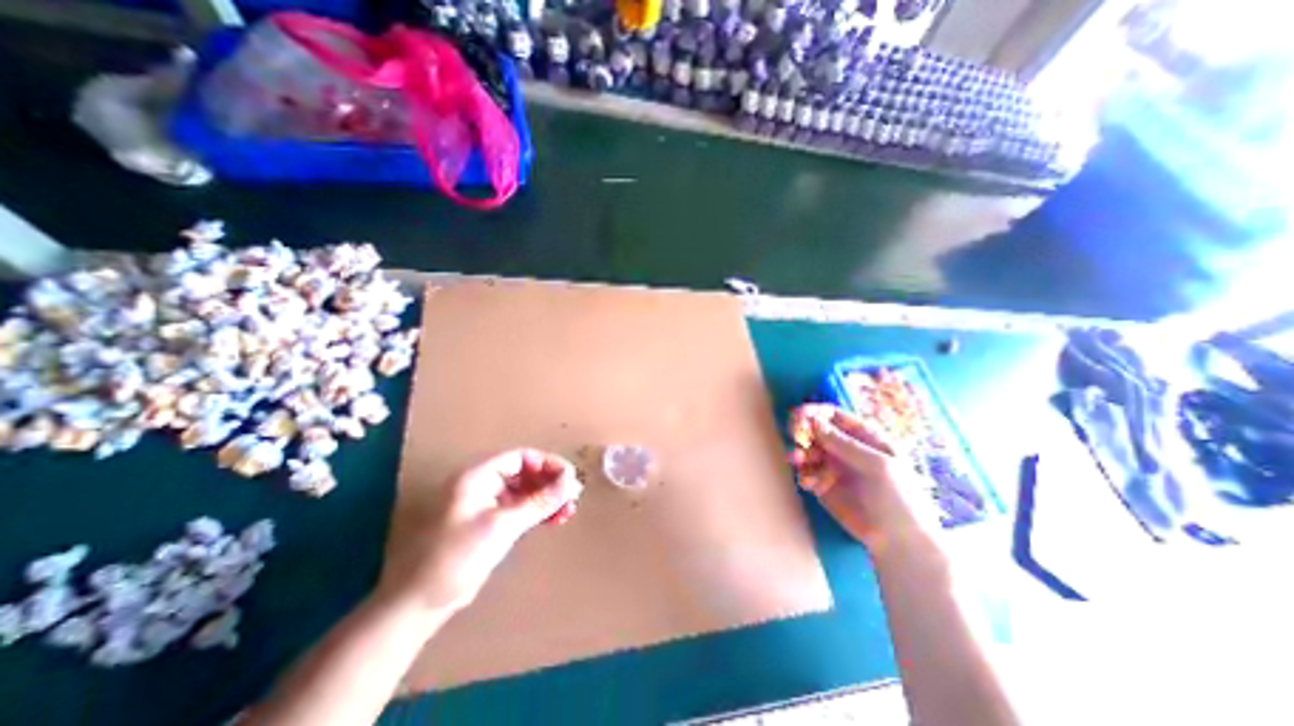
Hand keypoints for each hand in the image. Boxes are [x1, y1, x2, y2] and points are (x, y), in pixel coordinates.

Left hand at [377, 447, 583, 616]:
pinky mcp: (488, 523)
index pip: (521, 457)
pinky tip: (554, 519)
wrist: (419, 603)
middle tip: (573, 497)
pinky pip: (519, 508)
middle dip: (550, 483)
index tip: (570, 478)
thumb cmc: (457, 556)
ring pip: (524, 491)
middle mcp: (482, 484)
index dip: (547, 463)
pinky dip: (537, 512)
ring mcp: (485, 504)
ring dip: (547, 498)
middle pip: (525, 472)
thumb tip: (571, 482)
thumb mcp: (503, 526)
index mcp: (478, 475)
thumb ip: (539, 502)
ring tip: (568, 510)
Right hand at [788, 401, 940, 548]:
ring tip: (797, 461)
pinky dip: (803, 474)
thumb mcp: (877, 465)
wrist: (899, 542)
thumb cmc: (898, 498)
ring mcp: (833, 466)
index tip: (797, 417)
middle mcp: (845, 448)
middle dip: (802, 431)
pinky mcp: (823, 485)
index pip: (833, 415)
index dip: (814, 412)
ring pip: (807, 449)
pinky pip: (806, 472)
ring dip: (799, 452)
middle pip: (815, 430)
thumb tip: (812, 420)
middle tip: (796, 438)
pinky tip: (809, 484)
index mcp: (863, 436)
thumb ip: (844, 443)